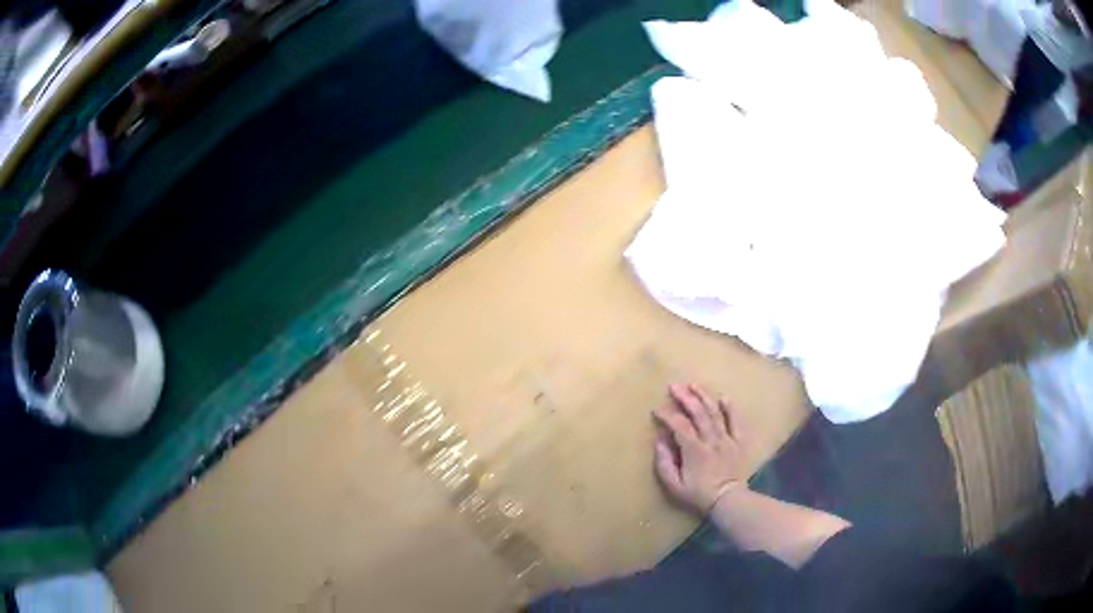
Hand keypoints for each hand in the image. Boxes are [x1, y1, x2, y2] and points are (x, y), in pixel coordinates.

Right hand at [653, 383, 748, 513]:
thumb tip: (659, 441)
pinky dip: (731, 409)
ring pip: (716, 413)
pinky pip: (736, 422)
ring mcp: (727, 439)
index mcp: (694, 450)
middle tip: (673, 386)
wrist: (727, 500)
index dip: (667, 415)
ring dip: (704, 397)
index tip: (656, 410)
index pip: (679, 426)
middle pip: (698, 413)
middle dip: (685, 398)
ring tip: (694, 385)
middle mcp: (711, 440)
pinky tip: (724, 397)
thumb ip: (664, 463)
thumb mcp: (674, 486)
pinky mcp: (739, 441)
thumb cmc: (698, 494)